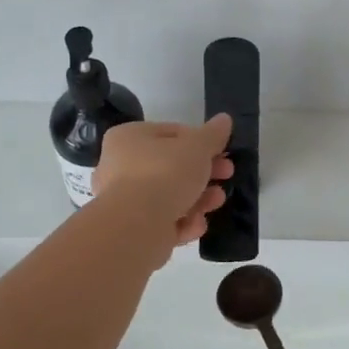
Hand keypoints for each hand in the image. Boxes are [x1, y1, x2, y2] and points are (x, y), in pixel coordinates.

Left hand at [92, 115, 233, 250]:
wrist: (137, 226)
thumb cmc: (165, 173)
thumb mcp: (198, 147)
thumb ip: (213, 134)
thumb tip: (224, 119)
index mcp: (129, 137)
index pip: (172, 133)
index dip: (201, 141)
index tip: (223, 151)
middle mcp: (121, 166)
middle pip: (173, 166)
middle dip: (204, 173)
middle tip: (227, 174)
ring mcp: (124, 200)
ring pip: (170, 196)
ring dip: (199, 198)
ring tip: (217, 200)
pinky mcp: (133, 229)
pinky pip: (164, 221)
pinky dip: (183, 222)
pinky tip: (197, 225)